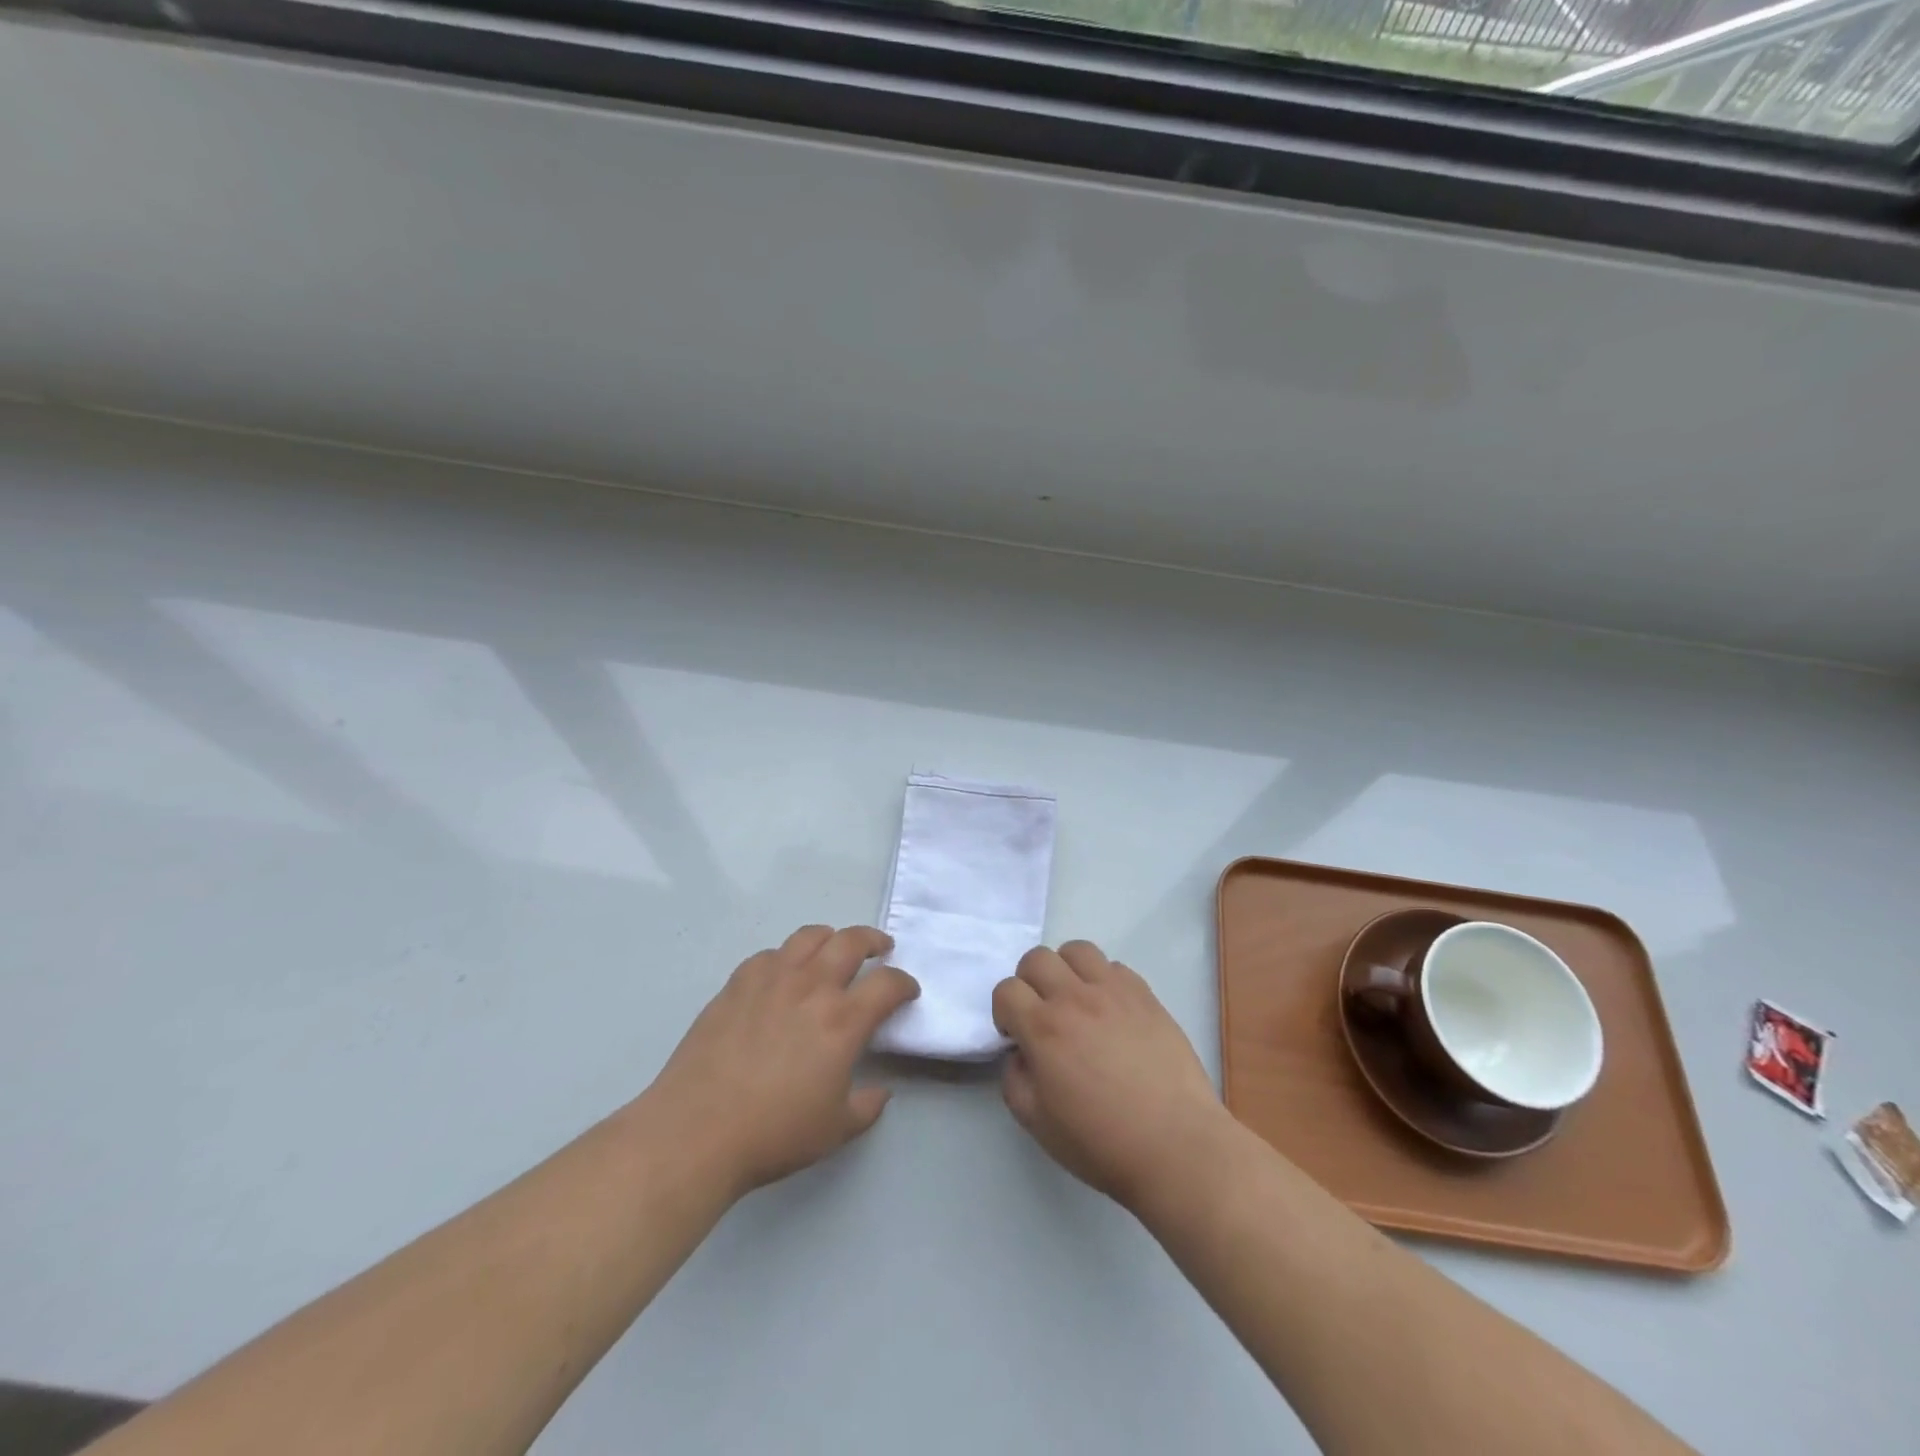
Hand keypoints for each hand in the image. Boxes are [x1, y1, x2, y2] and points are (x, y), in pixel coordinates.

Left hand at [646, 925, 918, 1196]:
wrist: (696, 1131)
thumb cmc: (773, 1133)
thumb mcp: (834, 1130)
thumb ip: (867, 1106)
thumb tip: (881, 1091)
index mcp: (843, 1020)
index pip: (888, 983)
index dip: (905, 983)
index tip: (908, 991)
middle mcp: (811, 987)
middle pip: (851, 941)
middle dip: (873, 940)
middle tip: (880, 949)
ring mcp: (771, 979)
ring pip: (809, 936)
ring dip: (830, 938)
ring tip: (833, 949)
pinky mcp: (737, 984)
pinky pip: (770, 955)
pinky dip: (786, 957)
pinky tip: (783, 974)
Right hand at [992, 941, 1226, 1210]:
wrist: (1175, 1145)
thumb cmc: (1101, 1142)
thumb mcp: (1037, 1123)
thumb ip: (1014, 1079)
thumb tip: (1021, 1052)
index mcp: (1044, 1028)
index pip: (1006, 989)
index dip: (1004, 1011)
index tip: (1016, 1036)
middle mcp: (1075, 998)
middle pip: (1036, 958)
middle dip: (1028, 982)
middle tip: (1041, 1013)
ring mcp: (1113, 991)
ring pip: (1077, 950)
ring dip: (1066, 970)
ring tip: (1075, 1000)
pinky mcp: (1145, 995)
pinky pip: (1115, 966)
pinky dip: (1103, 980)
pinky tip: (1111, 1011)